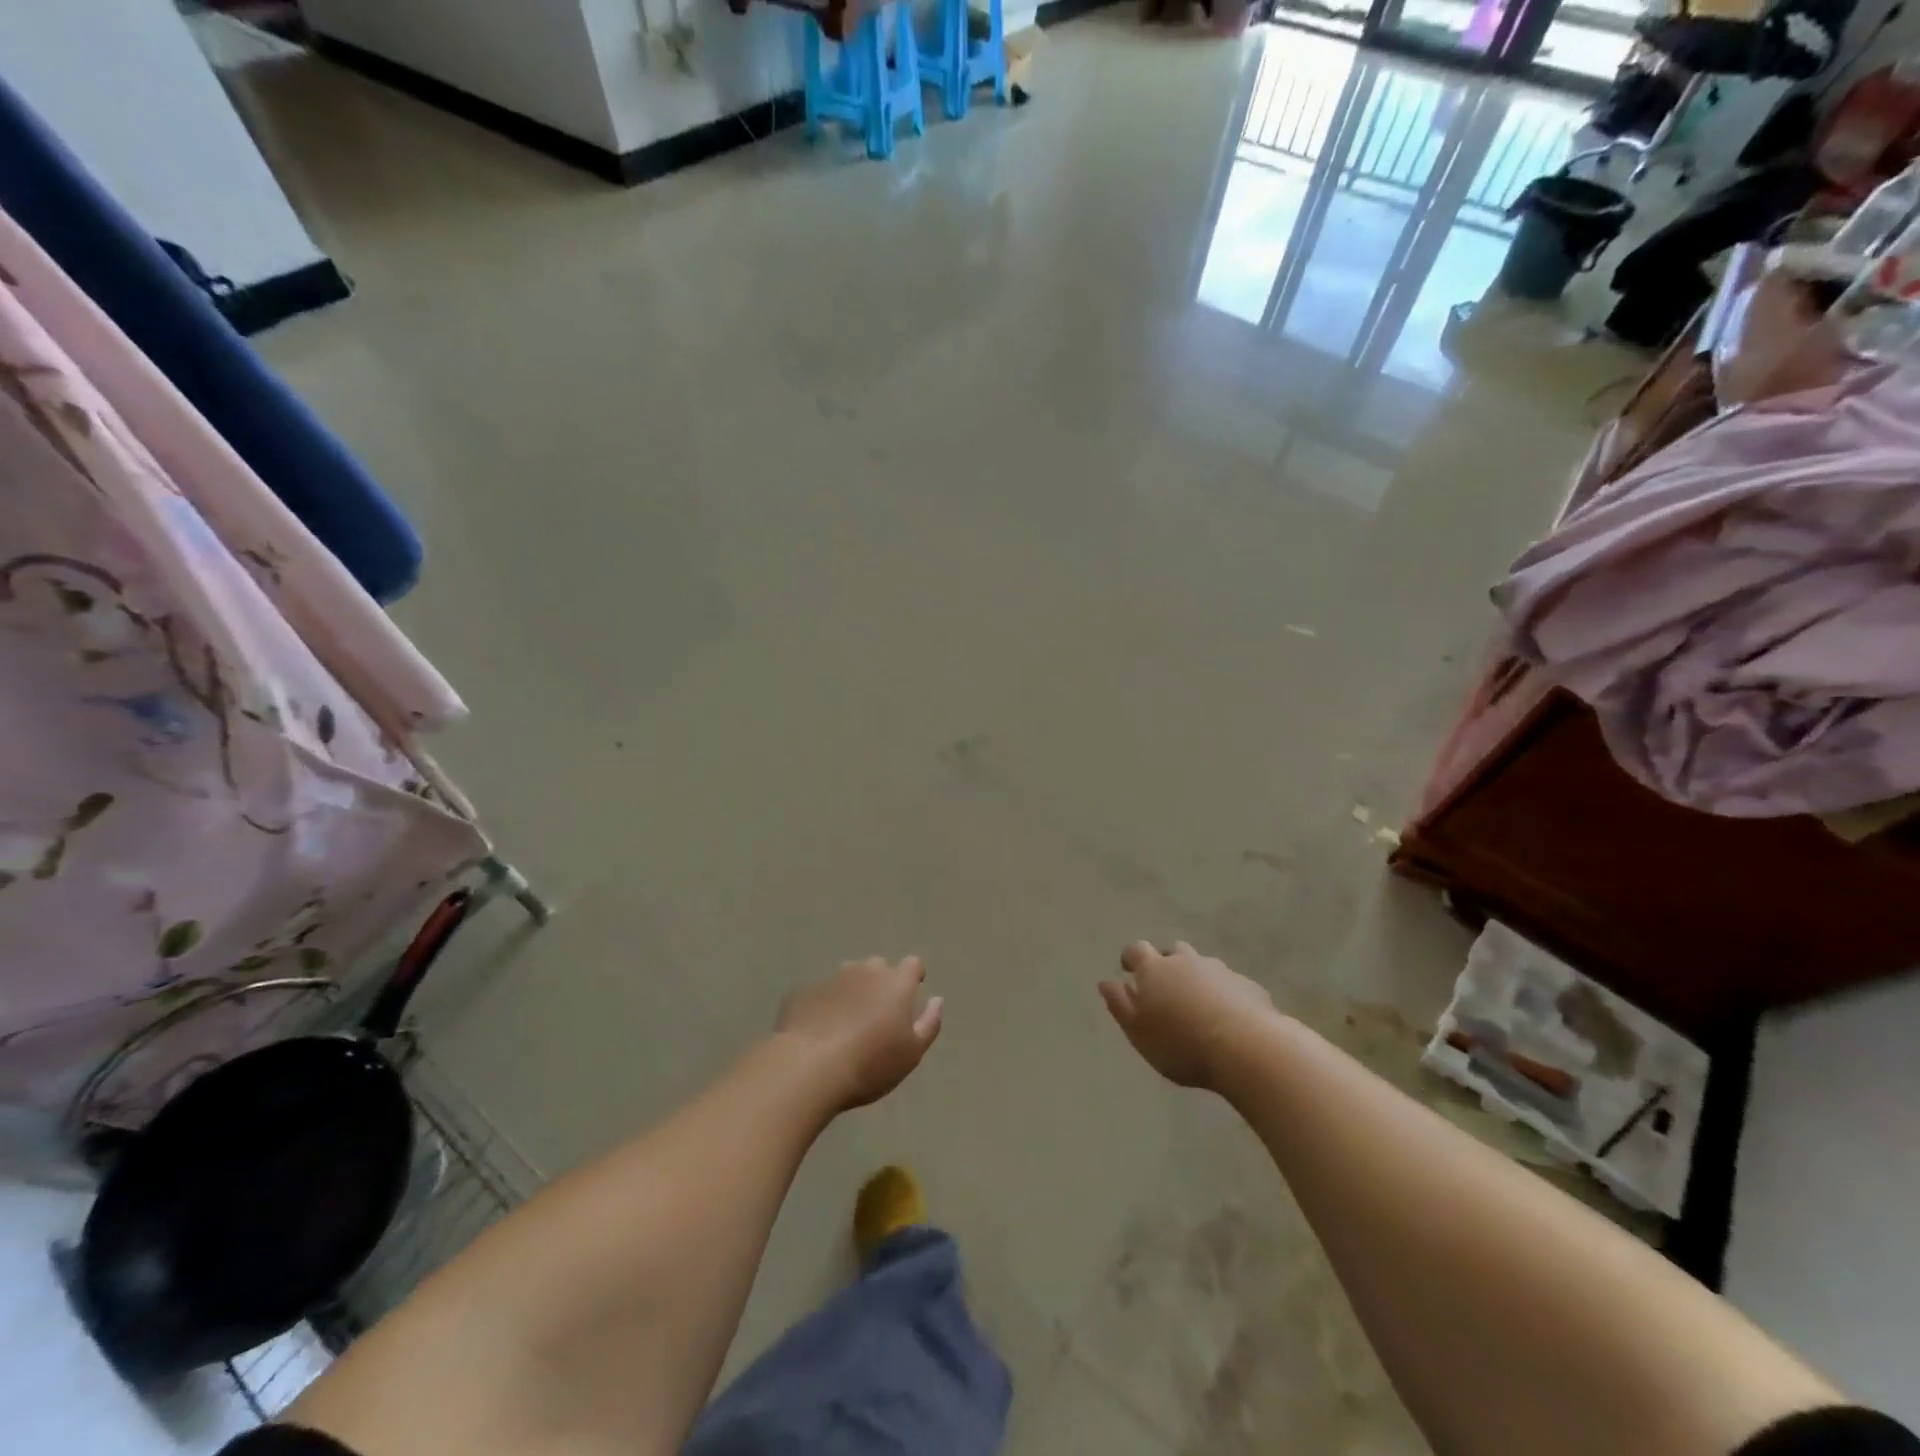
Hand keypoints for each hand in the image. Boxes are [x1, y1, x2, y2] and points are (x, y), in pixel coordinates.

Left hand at [777, 956, 943, 1109]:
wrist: (808, 1067)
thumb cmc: (870, 1063)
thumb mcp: (912, 1053)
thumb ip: (929, 1023)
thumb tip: (936, 1000)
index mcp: (896, 982)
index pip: (913, 964)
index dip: (913, 978)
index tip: (910, 996)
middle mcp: (865, 970)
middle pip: (878, 967)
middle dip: (880, 984)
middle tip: (876, 1016)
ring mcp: (832, 977)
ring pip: (848, 977)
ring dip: (851, 992)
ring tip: (845, 1023)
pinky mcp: (803, 990)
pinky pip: (820, 993)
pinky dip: (824, 1005)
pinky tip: (818, 1030)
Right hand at [1099, 941, 1274, 1090]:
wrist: (1246, 1048)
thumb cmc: (1180, 1043)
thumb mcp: (1138, 1032)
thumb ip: (1119, 1005)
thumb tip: (1106, 982)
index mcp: (1155, 969)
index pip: (1137, 950)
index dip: (1131, 958)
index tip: (1128, 969)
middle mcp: (1186, 962)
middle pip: (1174, 951)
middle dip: (1167, 963)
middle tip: (1165, 986)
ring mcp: (1220, 971)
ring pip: (1203, 966)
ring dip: (1197, 978)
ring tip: (1197, 1004)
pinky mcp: (1248, 986)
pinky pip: (1230, 984)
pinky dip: (1224, 994)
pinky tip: (1227, 1018)